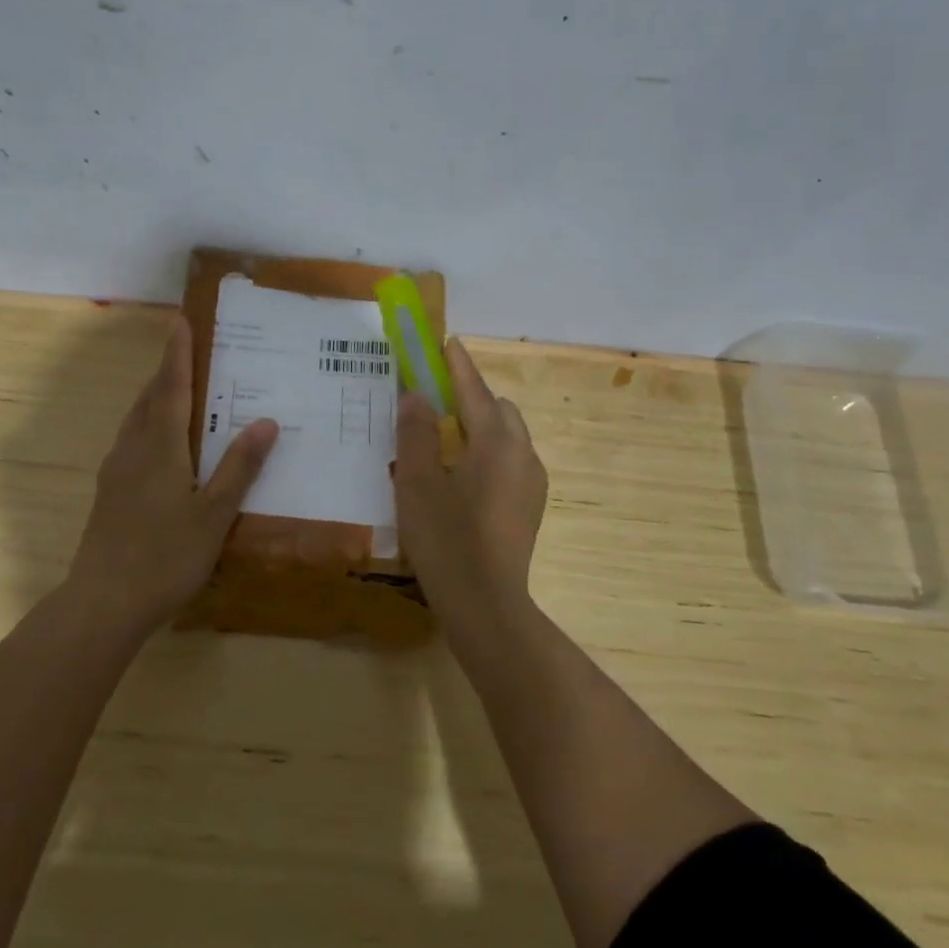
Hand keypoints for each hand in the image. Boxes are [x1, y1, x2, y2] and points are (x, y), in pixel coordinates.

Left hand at [64, 316, 277, 631]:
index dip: (177, 354)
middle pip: (149, 399)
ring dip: (155, 399)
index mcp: (160, 448)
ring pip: (135, 422)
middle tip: (187, 353)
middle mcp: (132, 451)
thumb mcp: (214, 515)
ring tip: (178, 393)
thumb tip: (266, 421)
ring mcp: (115, 473)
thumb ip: (239, 467)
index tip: (180, 321)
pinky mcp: (108, 494)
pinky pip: (131, 444)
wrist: (104, 603)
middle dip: (166, 372)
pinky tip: (161, 447)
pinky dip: (148, 428)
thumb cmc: (165, 557)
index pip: (171, 388)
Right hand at [393, 338, 547, 627]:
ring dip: (479, 428)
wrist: (487, 605)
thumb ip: (416, 433)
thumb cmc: (446, 539)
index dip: (457, 364)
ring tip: (443, 443)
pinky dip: (487, 455)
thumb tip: (416, 396)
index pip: (474, 389)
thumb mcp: (417, 482)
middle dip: (470, 398)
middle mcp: (523, 454)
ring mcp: (532, 483)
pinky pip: (509, 463)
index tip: (445, 341)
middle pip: (497, 410)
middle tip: (433, 403)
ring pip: (507, 438)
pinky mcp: (530, 507)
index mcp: (496, 442)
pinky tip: (461, 479)